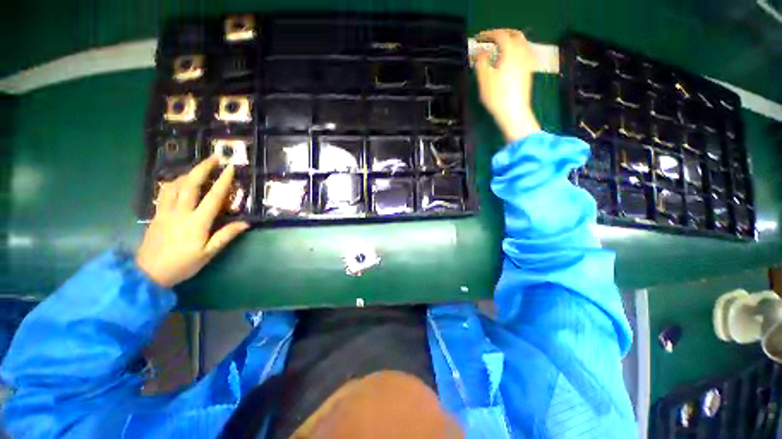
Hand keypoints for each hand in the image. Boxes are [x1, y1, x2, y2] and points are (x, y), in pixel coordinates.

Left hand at [136, 156, 249, 287]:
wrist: (148, 273)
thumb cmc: (183, 264)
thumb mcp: (208, 253)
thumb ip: (226, 235)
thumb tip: (245, 223)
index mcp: (197, 222)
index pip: (213, 197)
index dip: (223, 181)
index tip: (230, 168)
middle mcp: (181, 212)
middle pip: (190, 184)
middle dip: (202, 168)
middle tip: (214, 157)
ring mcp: (165, 212)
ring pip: (175, 185)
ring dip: (187, 173)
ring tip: (198, 168)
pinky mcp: (156, 214)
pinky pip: (164, 192)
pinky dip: (173, 183)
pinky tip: (177, 182)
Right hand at [474, 29, 540, 141]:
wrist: (513, 112)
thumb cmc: (497, 96)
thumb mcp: (484, 79)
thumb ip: (481, 62)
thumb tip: (481, 52)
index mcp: (510, 52)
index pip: (500, 36)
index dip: (488, 35)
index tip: (479, 39)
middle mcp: (521, 53)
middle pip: (515, 35)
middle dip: (502, 34)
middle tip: (492, 39)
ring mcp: (527, 62)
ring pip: (522, 43)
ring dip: (511, 41)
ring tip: (501, 47)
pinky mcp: (529, 71)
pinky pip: (526, 53)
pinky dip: (518, 50)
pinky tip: (513, 58)